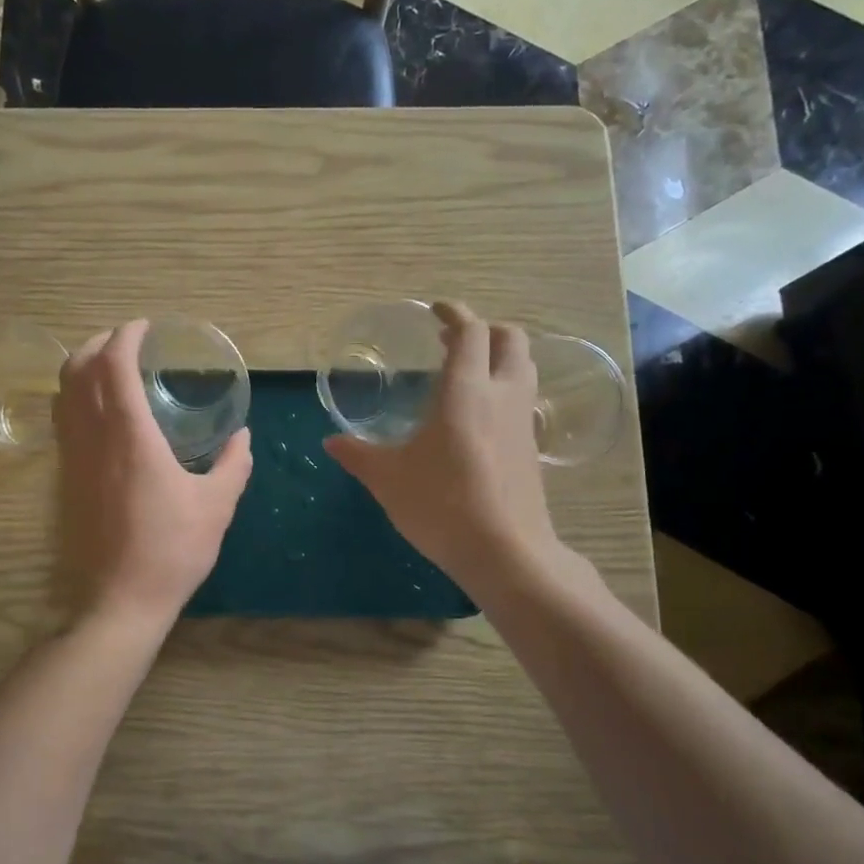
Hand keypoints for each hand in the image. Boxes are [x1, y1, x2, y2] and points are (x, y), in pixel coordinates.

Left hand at [54, 320, 252, 629]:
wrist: (122, 598)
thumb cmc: (173, 549)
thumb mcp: (217, 505)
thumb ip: (233, 464)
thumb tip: (243, 437)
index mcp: (131, 436)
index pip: (114, 365)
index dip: (126, 336)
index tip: (145, 327)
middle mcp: (95, 437)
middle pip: (79, 370)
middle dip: (99, 343)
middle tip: (127, 339)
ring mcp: (75, 457)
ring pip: (63, 393)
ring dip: (82, 367)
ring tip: (109, 364)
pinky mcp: (67, 477)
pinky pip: (62, 419)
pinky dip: (74, 396)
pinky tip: (98, 408)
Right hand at [325, 302, 593, 596]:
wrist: (505, 552)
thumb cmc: (441, 505)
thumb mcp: (389, 479)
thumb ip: (359, 455)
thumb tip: (331, 441)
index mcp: (466, 391)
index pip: (471, 332)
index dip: (455, 314)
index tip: (436, 310)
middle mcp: (502, 396)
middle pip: (510, 339)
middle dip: (485, 329)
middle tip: (453, 340)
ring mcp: (524, 422)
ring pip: (523, 368)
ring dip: (500, 357)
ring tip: (468, 370)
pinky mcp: (532, 448)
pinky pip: (523, 400)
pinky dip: (505, 389)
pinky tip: (480, 415)